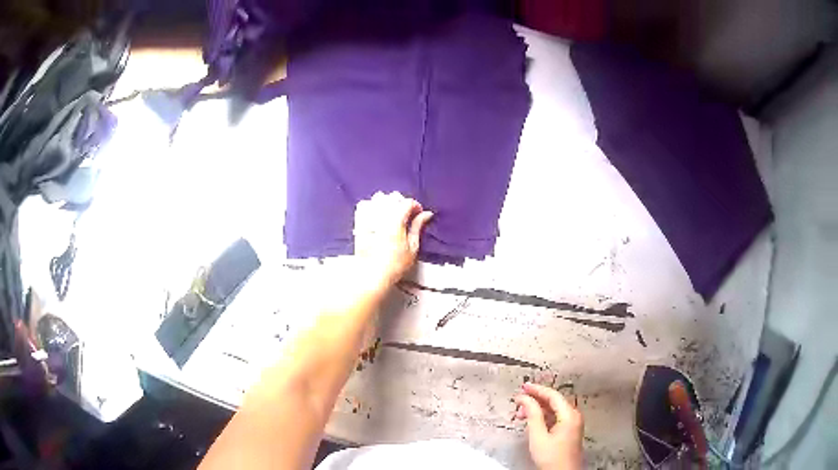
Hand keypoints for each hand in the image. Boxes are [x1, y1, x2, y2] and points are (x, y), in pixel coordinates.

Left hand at [353, 191, 432, 286]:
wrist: (372, 275)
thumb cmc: (394, 265)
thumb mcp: (412, 247)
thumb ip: (418, 227)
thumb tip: (426, 214)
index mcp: (396, 221)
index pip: (407, 202)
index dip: (415, 206)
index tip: (418, 214)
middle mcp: (381, 216)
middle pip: (392, 197)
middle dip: (401, 202)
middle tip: (406, 214)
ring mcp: (368, 218)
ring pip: (377, 198)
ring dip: (386, 202)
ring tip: (391, 213)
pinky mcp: (359, 223)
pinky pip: (363, 205)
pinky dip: (370, 205)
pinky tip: (375, 214)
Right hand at [514, 383, 583, 469]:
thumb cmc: (551, 457)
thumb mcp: (538, 436)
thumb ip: (532, 414)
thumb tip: (525, 398)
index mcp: (569, 414)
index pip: (553, 395)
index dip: (537, 389)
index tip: (523, 387)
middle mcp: (574, 416)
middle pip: (554, 401)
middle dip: (535, 400)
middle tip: (518, 401)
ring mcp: (573, 424)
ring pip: (554, 410)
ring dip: (538, 410)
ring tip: (521, 414)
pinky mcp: (569, 431)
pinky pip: (556, 418)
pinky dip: (543, 417)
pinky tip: (532, 422)